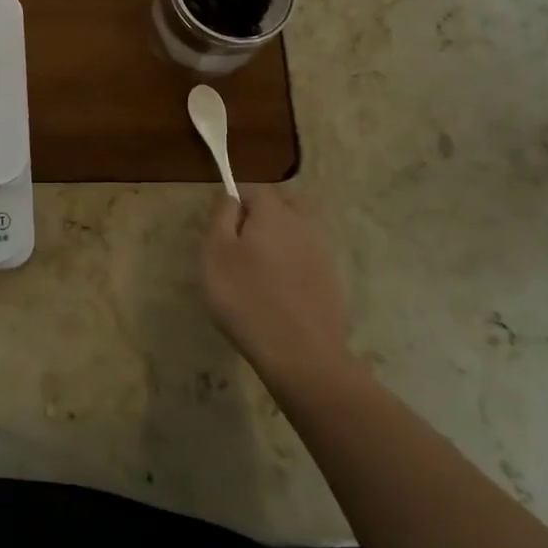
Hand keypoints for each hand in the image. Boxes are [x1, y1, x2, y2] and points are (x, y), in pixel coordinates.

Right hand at [202, 186, 358, 389]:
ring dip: (273, 252)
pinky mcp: (331, 285)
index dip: (235, 206)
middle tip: (235, 258)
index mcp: (274, 214)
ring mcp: (322, 257)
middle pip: (276, 213)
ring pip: (290, 240)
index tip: (221, 234)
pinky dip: (289, 276)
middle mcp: (303, 227)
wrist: (302, 357)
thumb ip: (221, 215)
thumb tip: (232, 197)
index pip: (254, 191)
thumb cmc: (246, 298)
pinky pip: (303, 267)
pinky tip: (276, 302)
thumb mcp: (215, 252)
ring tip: (254, 283)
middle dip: (256, 227)